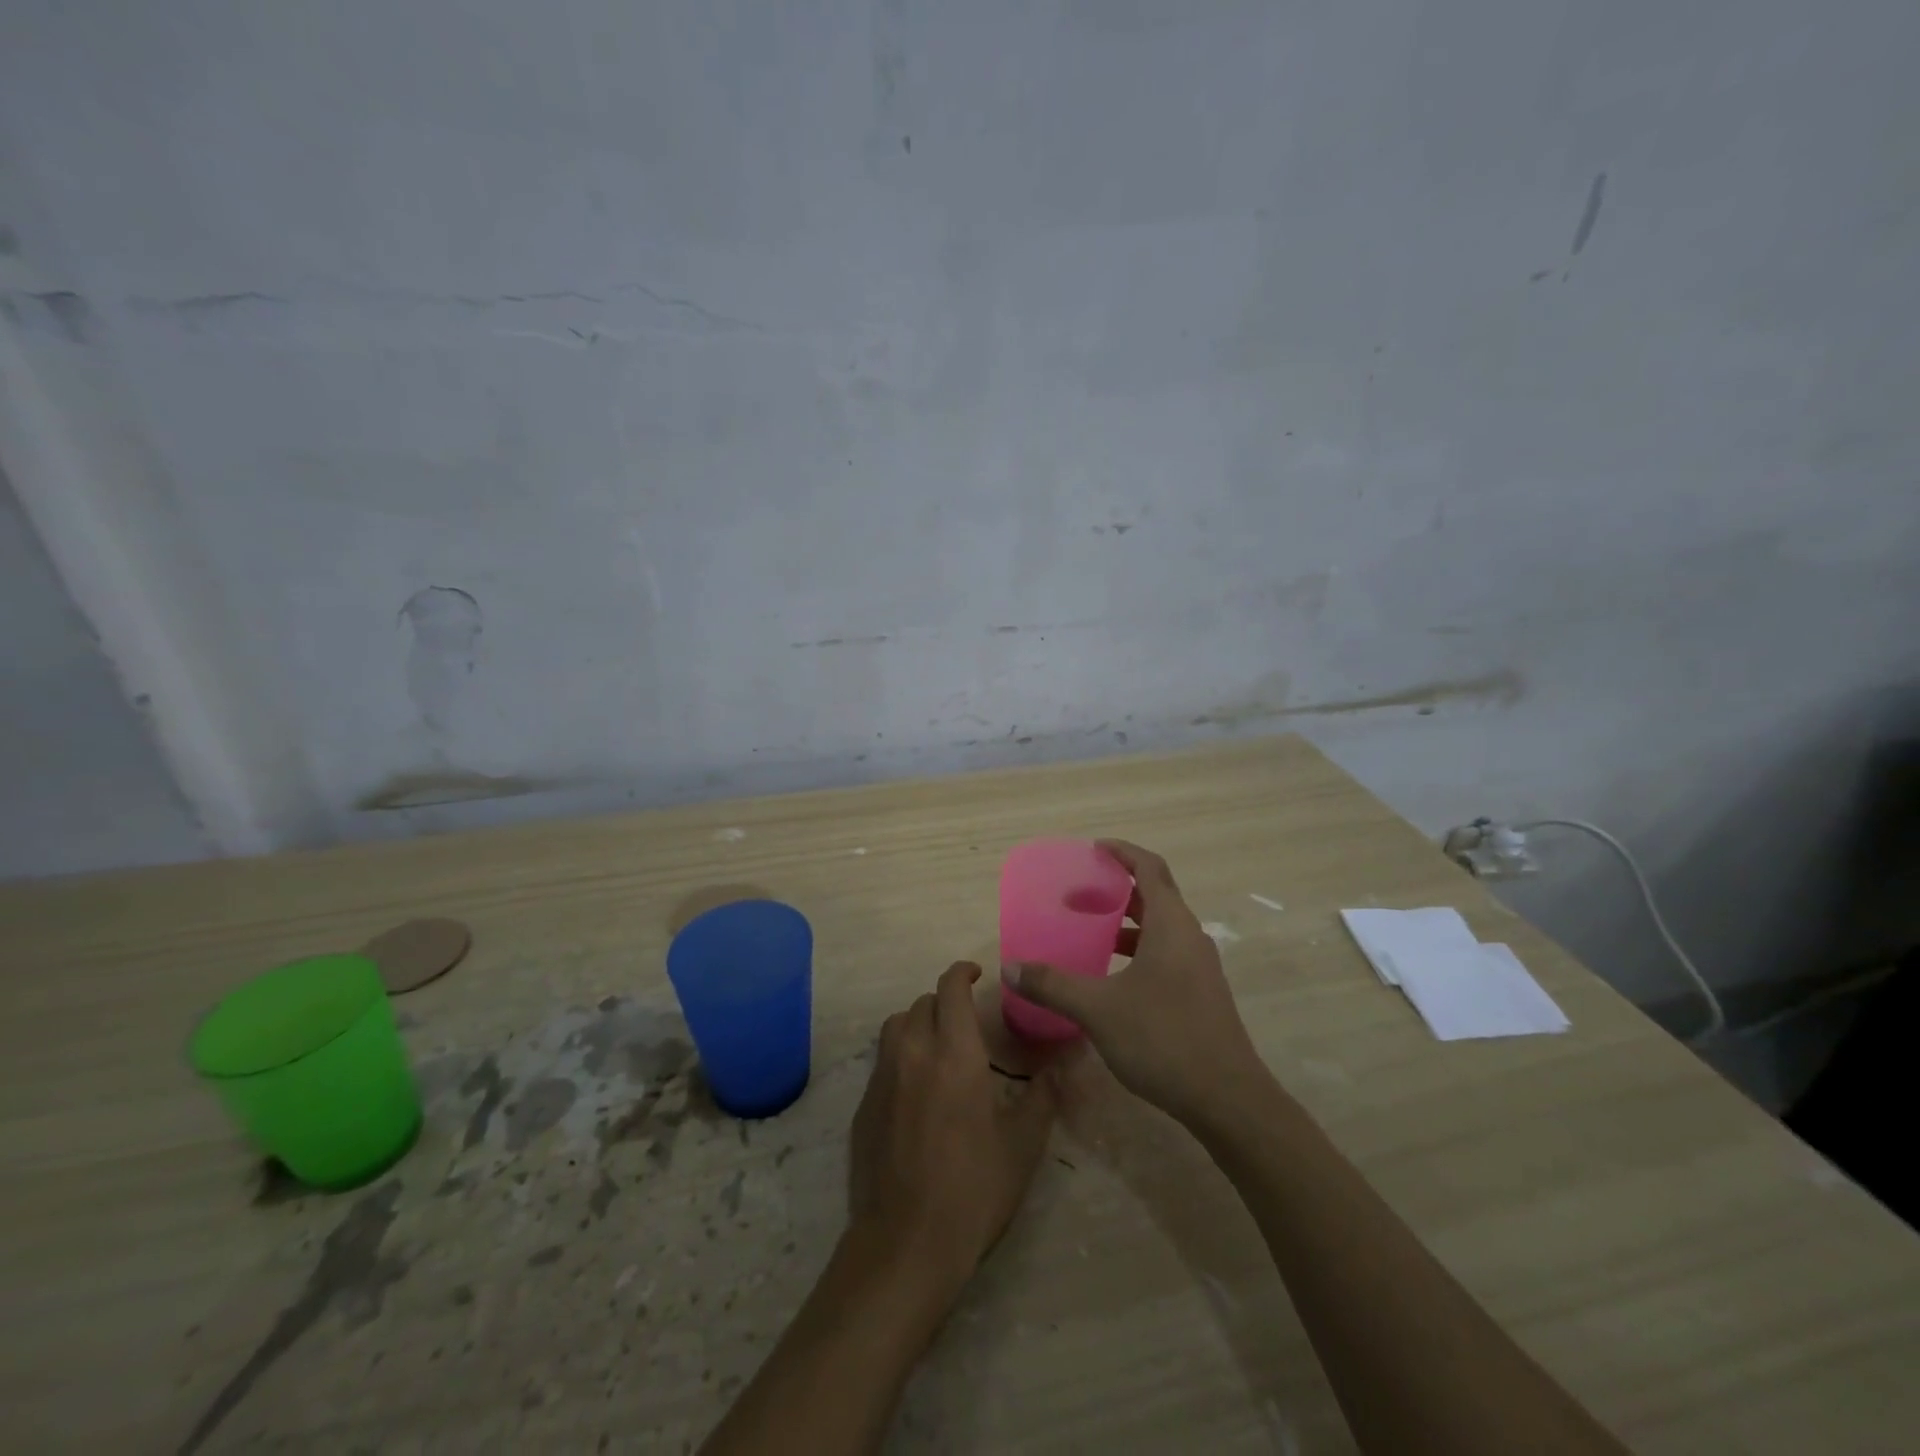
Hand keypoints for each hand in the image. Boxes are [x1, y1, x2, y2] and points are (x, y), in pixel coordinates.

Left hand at [848, 962, 1057, 1302]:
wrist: (907, 1242)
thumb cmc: (974, 1189)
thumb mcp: (1022, 1144)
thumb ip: (1042, 1097)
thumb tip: (1061, 1065)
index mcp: (954, 1053)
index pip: (950, 988)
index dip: (961, 972)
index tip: (976, 973)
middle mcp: (913, 1052)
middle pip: (922, 1003)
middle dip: (944, 1001)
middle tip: (965, 1021)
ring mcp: (883, 1077)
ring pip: (896, 1025)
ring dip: (918, 1022)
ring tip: (937, 1045)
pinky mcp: (864, 1104)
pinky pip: (882, 1060)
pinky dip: (900, 1055)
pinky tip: (916, 1088)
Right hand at [1004, 839, 1266, 1127]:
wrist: (1228, 1099)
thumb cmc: (1164, 1039)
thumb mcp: (1098, 1009)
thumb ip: (1053, 985)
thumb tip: (1010, 967)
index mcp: (1171, 925)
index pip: (1150, 868)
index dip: (1123, 852)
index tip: (1094, 848)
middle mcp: (1189, 936)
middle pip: (1155, 895)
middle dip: (1117, 888)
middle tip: (1079, 893)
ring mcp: (1199, 967)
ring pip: (1160, 928)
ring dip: (1127, 923)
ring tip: (1090, 932)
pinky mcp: (1200, 993)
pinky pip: (1166, 953)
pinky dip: (1138, 950)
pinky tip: (1112, 977)